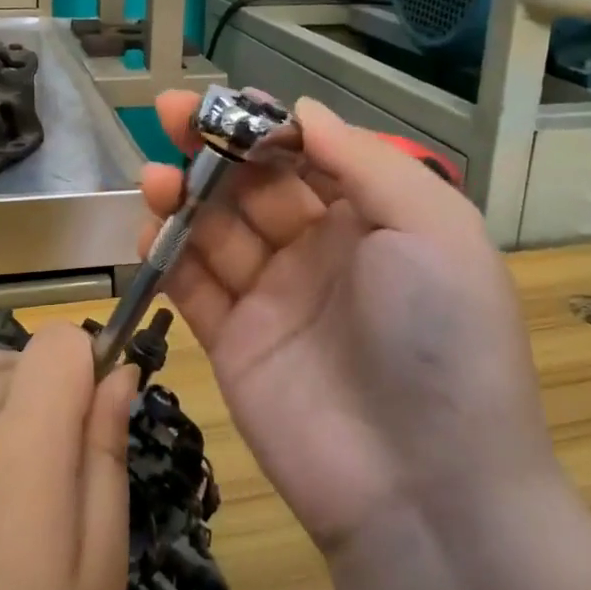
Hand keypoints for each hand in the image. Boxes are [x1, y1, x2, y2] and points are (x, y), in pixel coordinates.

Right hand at [139, 92, 557, 556]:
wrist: (425, 488)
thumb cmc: (440, 337)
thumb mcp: (432, 227)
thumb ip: (363, 159)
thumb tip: (300, 108)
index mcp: (371, 218)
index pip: (306, 152)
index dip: (263, 123)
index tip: (222, 101)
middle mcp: (319, 249)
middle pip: (252, 183)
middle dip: (212, 147)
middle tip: (169, 113)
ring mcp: (272, 296)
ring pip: (215, 228)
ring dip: (183, 195)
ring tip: (155, 179)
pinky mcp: (233, 340)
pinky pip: (192, 285)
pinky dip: (166, 254)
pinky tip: (150, 233)